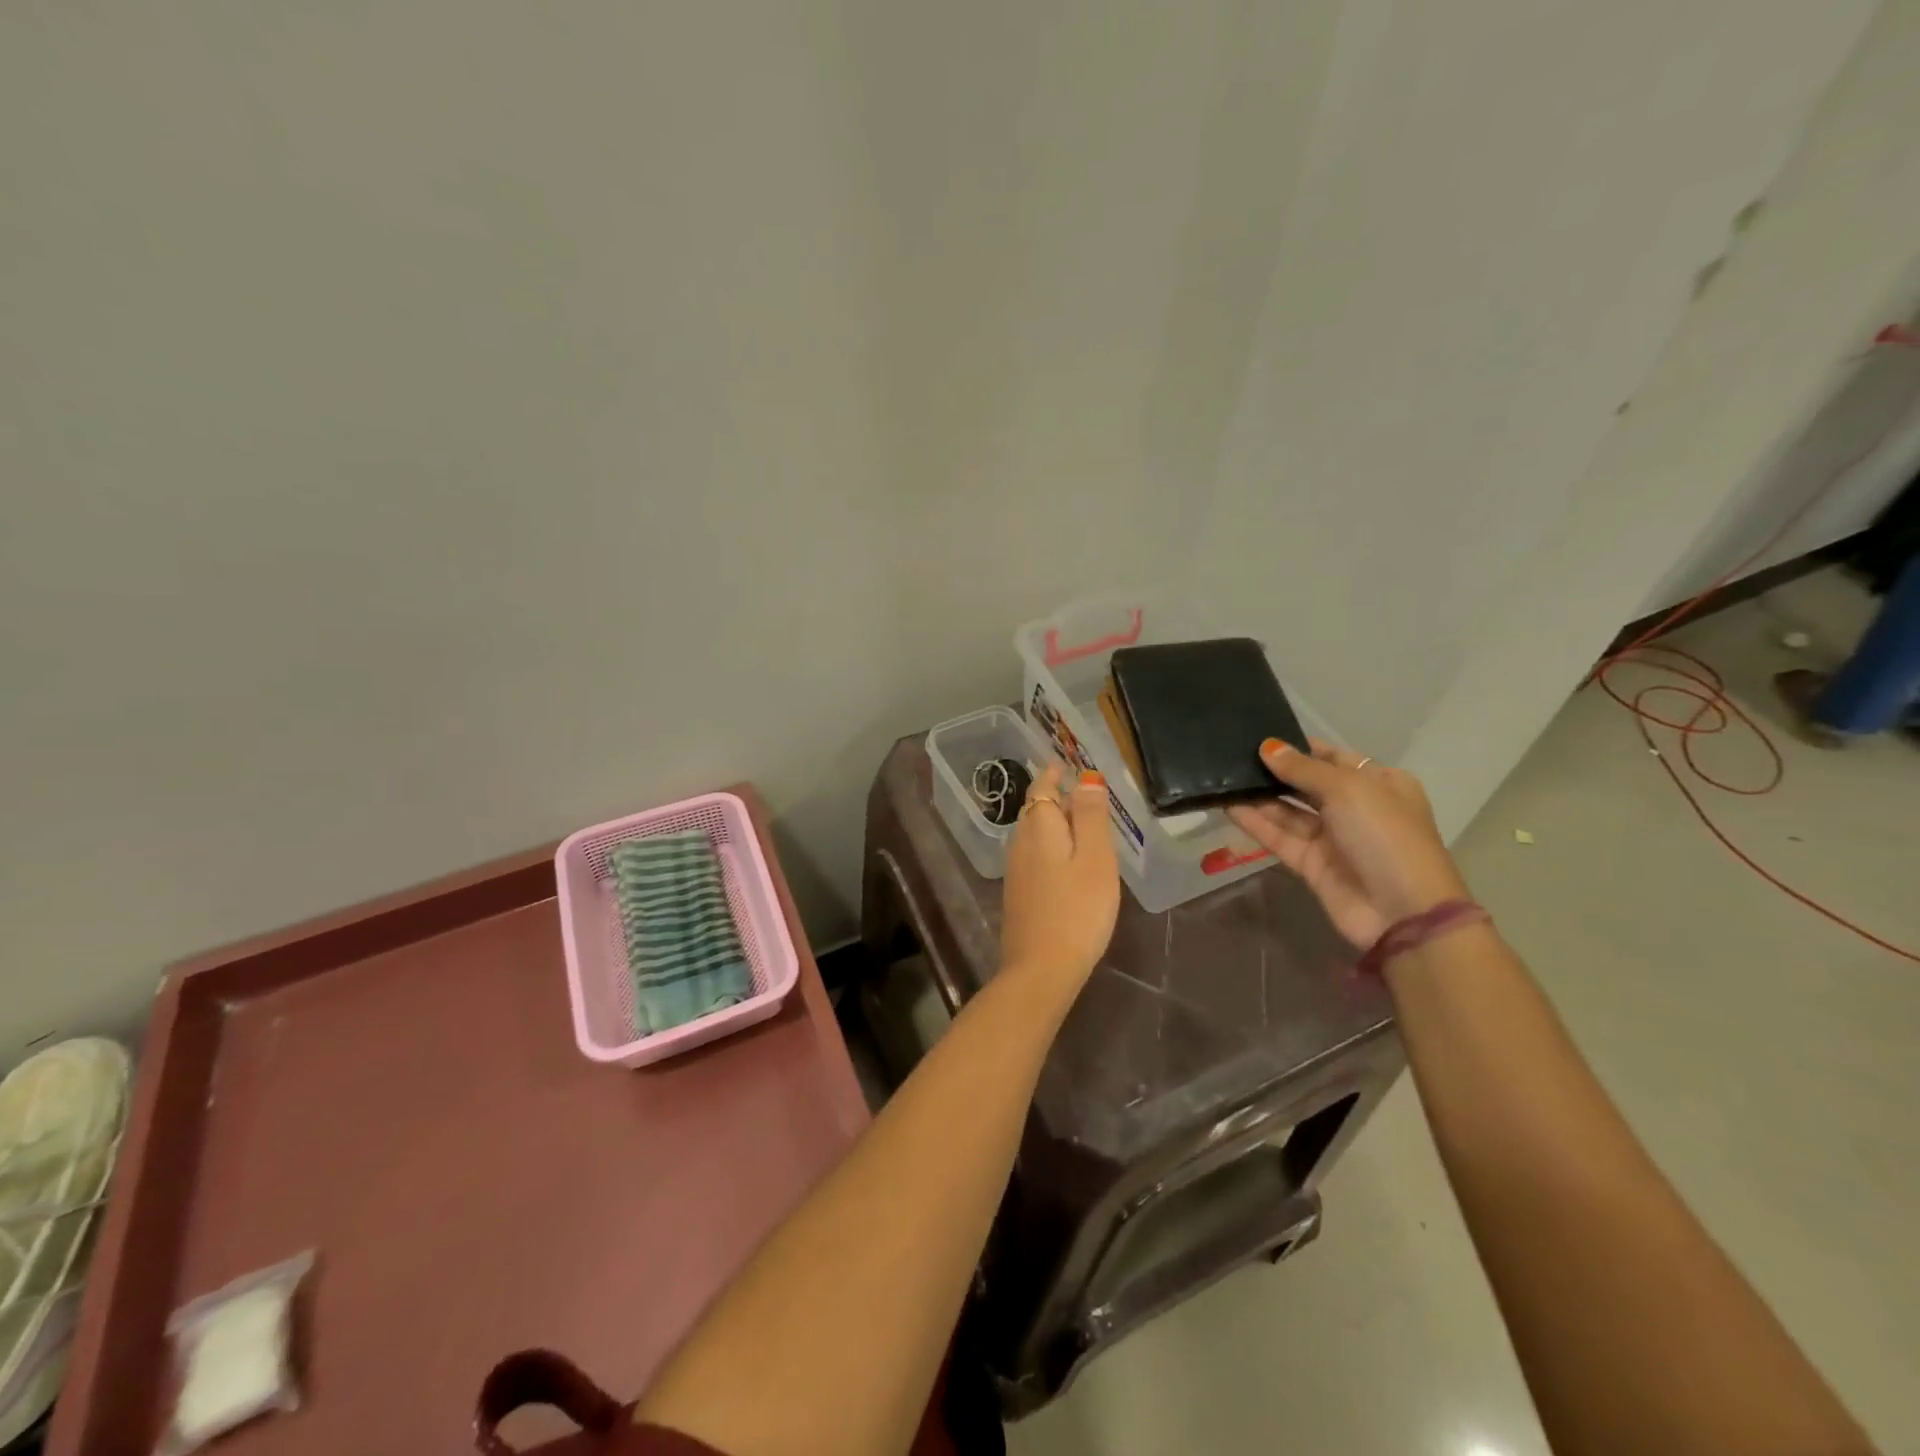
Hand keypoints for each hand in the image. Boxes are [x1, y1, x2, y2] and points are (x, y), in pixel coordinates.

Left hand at [999, 763, 1120, 987]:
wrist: (1041, 968)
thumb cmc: (1077, 909)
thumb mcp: (1095, 857)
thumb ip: (1090, 815)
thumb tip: (1087, 777)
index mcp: (1039, 826)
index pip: (1042, 787)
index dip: (1055, 774)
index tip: (1068, 765)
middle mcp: (1020, 841)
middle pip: (1036, 809)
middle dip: (1057, 797)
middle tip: (1086, 795)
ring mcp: (1016, 869)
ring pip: (1035, 834)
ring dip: (1055, 824)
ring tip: (1083, 826)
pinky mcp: (1019, 893)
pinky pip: (1035, 856)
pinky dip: (1051, 848)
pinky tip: (1069, 863)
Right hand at [1227, 739, 1467, 947]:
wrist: (1401, 912)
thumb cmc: (1384, 835)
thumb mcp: (1348, 790)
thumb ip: (1303, 768)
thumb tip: (1267, 747)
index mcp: (1379, 783)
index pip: (1334, 758)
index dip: (1301, 748)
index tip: (1262, 738)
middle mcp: (1356, 808)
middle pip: (1308, 784)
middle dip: (1276, 772)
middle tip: (1234, 756)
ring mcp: (1333, 838)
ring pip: (1289, 811)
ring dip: (1260, 797)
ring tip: (1224, 778)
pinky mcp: (1311, 864)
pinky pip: (1279, 837)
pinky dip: (1256, 823)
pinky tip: (1228, 806)